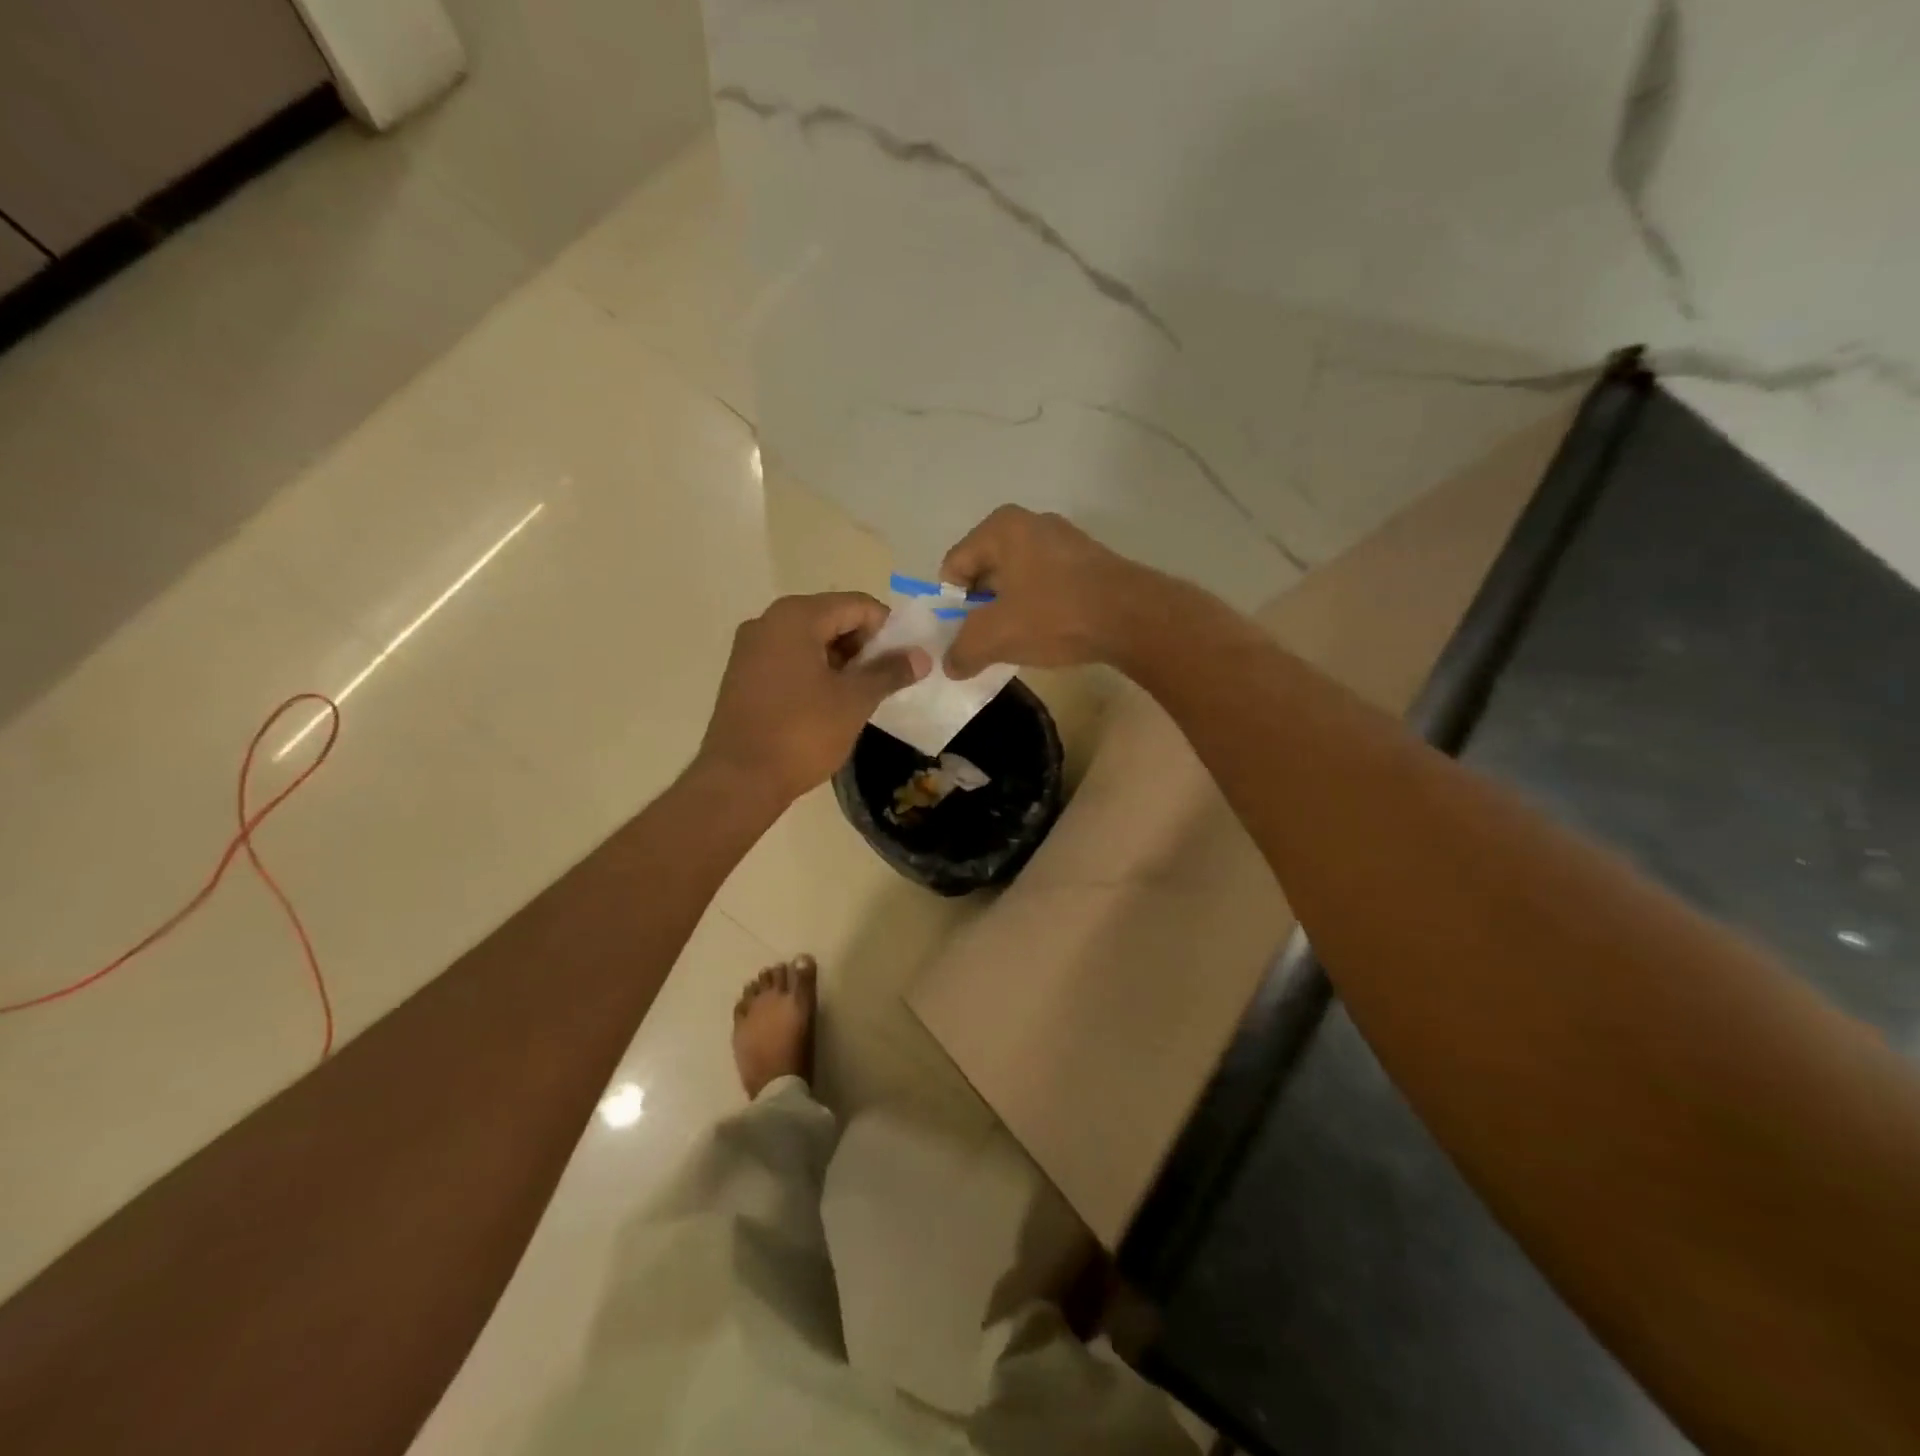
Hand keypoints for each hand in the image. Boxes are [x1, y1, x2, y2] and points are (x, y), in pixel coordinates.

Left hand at [698, 592, 929, 803]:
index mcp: (796, 616)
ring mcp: (751, 648)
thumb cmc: (802, 733)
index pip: (858, 605)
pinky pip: (790, 659)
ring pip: (811, 640)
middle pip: (833, 618)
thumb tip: (921, 656)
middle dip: (864, 646)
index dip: (888, 630)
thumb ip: (890, 672)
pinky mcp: (744, 674)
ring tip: (861, 695)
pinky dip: (816, 672)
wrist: (739, 780)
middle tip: (885, 681)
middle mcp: (768, 621)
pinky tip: (830, 703)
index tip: (904, 663)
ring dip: (841, 661)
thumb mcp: (855, 700)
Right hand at [940, 506, 1152, 678]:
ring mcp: (1065, 540)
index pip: (954, 565)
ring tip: (1019, 641)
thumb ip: (963, 650)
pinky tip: (1049, 633)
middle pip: (986, 571)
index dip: (951, 605)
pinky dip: (1039, 608)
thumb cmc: (1055, 615)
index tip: (961, 636)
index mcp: (1001, 527)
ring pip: (1017, 580)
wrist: (1134, 618)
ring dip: (1010, 610)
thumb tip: (950, 665)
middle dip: (981, 608)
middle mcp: (1031, 523)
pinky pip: (1047, 584)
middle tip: (987, 641)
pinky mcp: (1089, 561)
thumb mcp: (996, 637)